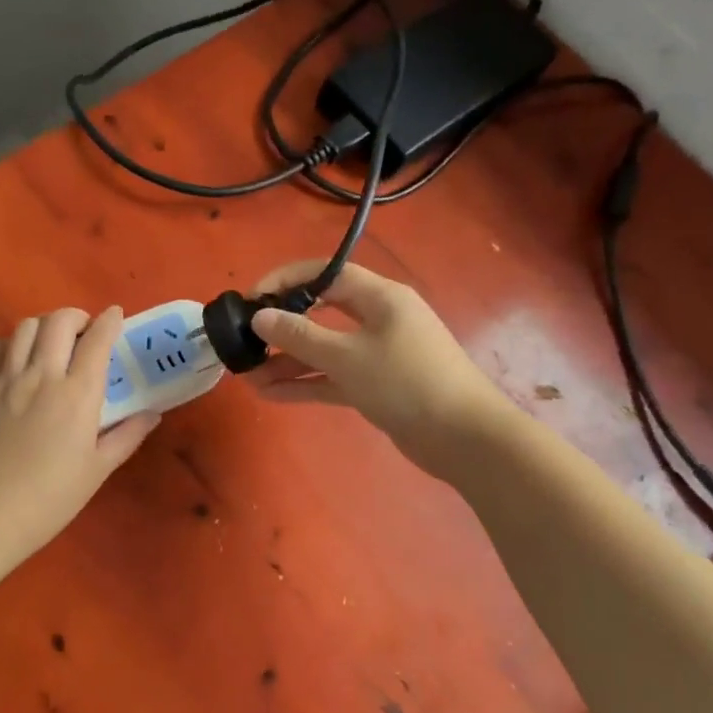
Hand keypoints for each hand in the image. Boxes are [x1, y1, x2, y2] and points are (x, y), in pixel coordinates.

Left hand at [0, 306, 159, 555]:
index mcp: (78, 394)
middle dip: (76, 317)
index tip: (115, 315)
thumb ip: (127, 436)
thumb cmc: (51, 497)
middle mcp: (42, 376)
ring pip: (24, 328)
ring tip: (50, 341)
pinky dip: (7, 344)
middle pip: (59, 322)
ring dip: (43, 326)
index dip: (110, 321)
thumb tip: (152, 414)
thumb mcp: (98, 469)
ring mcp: (5, 380)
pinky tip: (14, 357)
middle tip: (83, 331)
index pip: (98, 340)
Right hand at [245, 260, 517, 479]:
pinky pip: (334, 377)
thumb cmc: (407, 382)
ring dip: (288, 362)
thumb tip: (261, 316)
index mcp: (379, 297)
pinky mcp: (377, 386)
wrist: (465, 438)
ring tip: (248, 377)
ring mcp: (378, 354)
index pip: (325, 274)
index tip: (251, 299)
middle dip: (282, 327)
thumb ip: (300, 336)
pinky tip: (270, 394)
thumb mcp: (347, 357)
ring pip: (324, 350)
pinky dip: (306, 383)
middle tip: (247, 340)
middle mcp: (378, 319)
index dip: (285, 281)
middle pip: (321, 313)